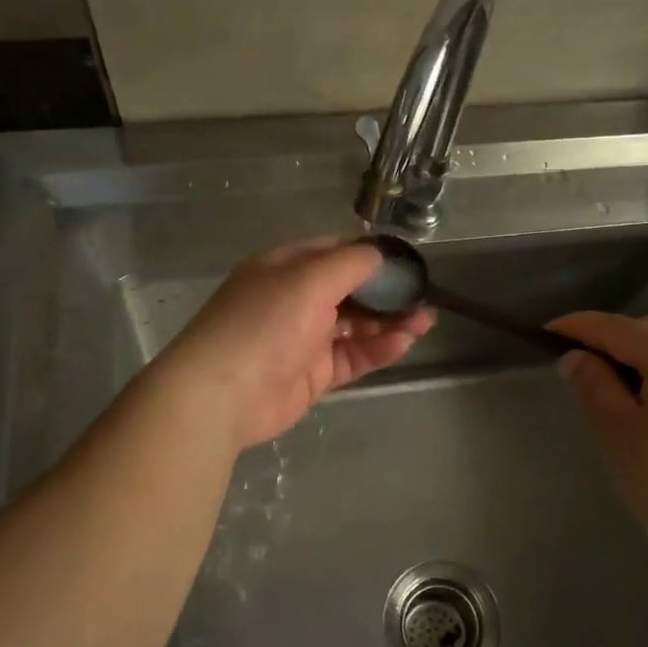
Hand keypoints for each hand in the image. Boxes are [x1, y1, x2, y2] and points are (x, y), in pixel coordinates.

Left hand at [157, 239, 433, 449]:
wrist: (222, 394)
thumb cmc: (264, 324)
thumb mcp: (308, 280)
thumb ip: (350, 264)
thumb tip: (380, 255)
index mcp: (286, 268)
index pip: (335, 252)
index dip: (371, 255)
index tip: (406, 262)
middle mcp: (295, 299)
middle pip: (350, 290)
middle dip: (387, 292)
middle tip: (424, 296)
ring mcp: (304, 338)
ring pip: (355, 325)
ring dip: (389, 321)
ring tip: (425, 320)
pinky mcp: (313, 374)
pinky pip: (352, 356)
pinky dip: (378, 349)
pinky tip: (404, 343)